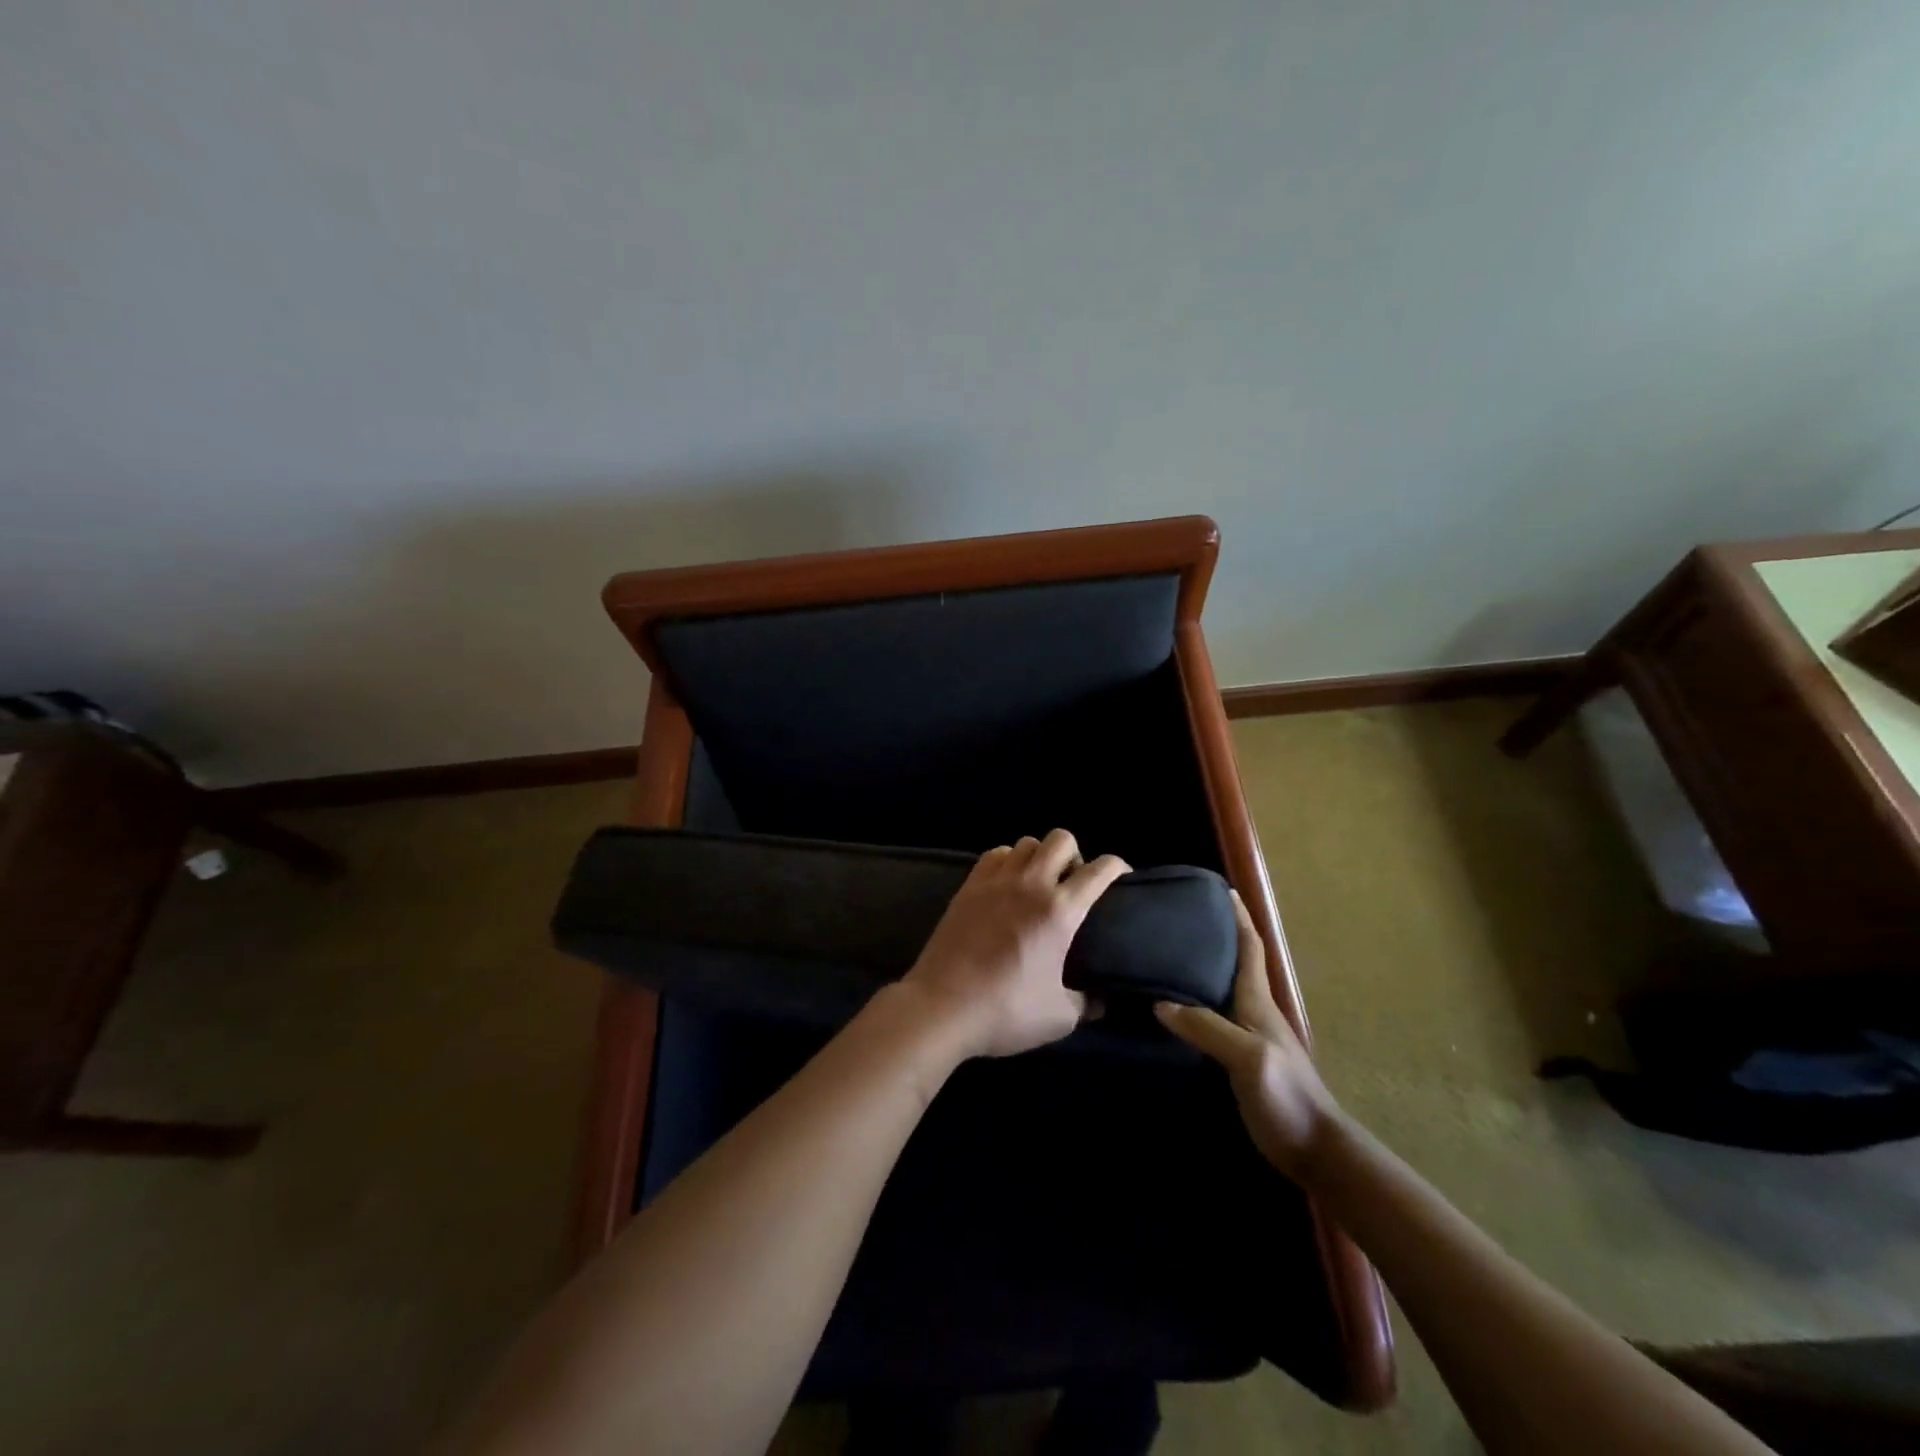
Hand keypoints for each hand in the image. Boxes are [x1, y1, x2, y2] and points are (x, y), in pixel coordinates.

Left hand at [900, 829, 1129, 1059]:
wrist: (941, 1008)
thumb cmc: (1005, 1012)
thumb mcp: (1060, 1018)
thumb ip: (1086, 1003)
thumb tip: (1100, 999)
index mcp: (1059, 911)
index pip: (1099, 870)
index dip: (1117, 867)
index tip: (1122, 878)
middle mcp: (1030, 885)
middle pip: (1061, 840)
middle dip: (1076, 854)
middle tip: (1074, 883)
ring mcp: (995, 881)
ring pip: (1026, 842)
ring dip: (1040, 856)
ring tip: (1039, 882)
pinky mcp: (968, 887)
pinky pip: (995, 854)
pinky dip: (1008, 860)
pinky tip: (1007, 884)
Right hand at [1155, 890, 1341, 1178]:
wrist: (1314, 1150)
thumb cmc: (1286, 1095)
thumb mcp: (1248, 1057)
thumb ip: (1207, 1027)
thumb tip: (1160, 1003)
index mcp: (1258, 1002)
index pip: (1250, 948)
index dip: (1239, 917)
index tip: (1223, 890)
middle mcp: (1254, 1012)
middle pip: (1235, 964)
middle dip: (1216, 936)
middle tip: (1180, 919)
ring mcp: (1250, 1038)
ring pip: (1222, 991)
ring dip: (1204, 968)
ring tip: (1169, 955)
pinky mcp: (1240, 1061)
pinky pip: (1213, 1019)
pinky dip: (1196, 1003)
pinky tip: (1174, 1009)